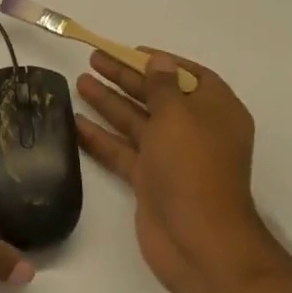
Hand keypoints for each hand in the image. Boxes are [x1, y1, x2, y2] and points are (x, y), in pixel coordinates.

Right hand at [76, 50, 271, 292]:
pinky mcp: (150, 181)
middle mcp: (195, 131)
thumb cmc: (193, 166)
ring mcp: (172, 158)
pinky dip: (102, 137)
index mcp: (215, 111)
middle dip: (126, 78)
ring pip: (137, 122)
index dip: (162, 62)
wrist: (198, 241)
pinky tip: (75, 122)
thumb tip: (159, 62)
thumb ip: (162, 86)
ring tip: (79, 82)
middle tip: (94, 59)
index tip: (131, 51)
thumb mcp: (178, 115)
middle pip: (157, 96)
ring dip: (109, 102)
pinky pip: (124, 151)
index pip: (189, 76)